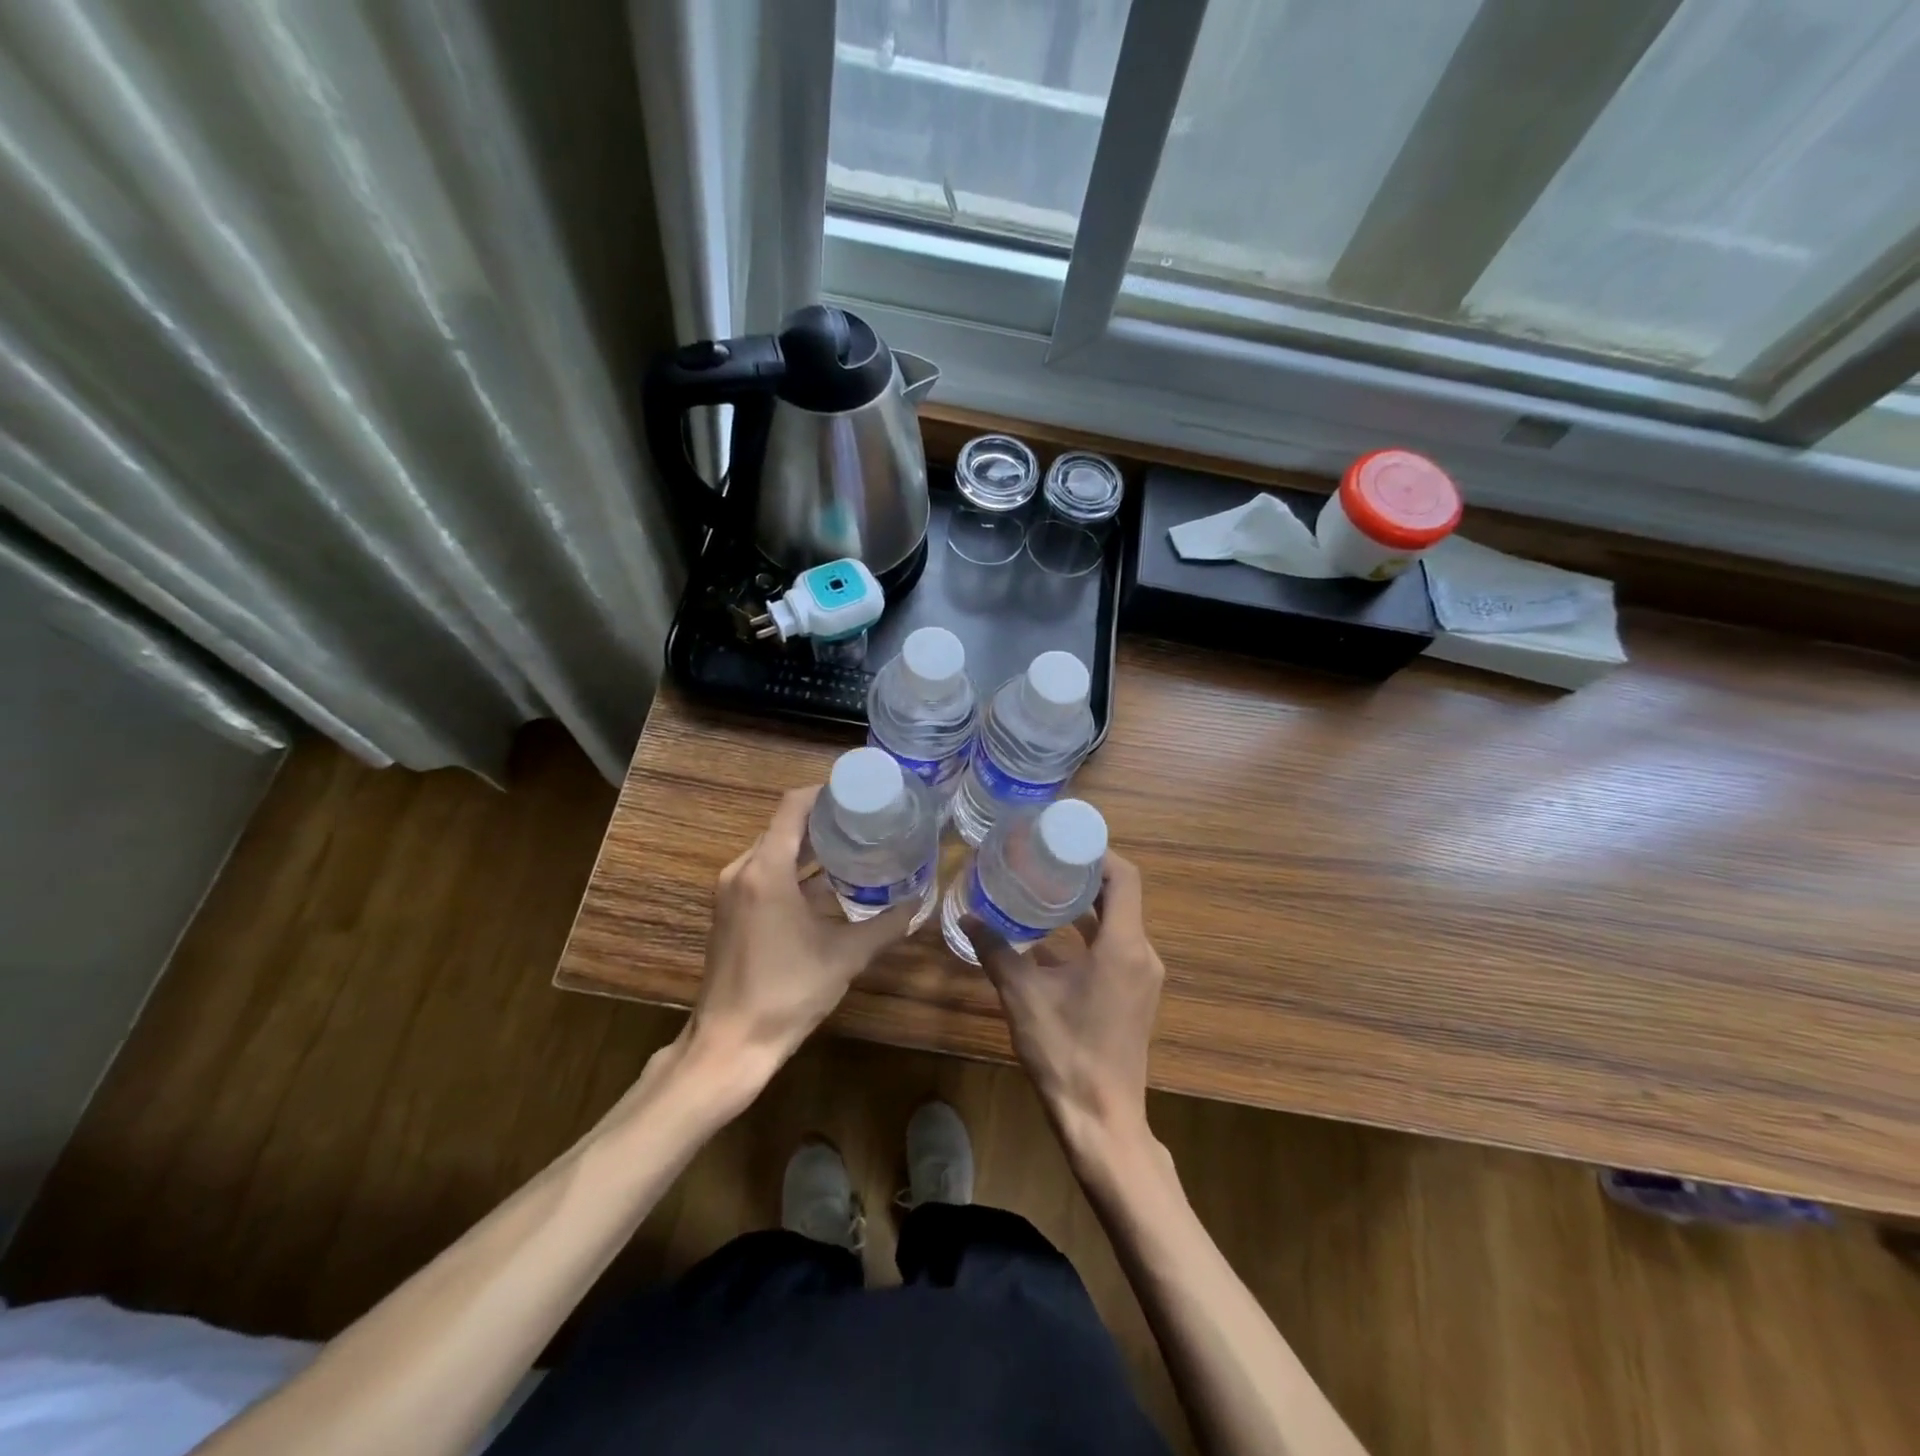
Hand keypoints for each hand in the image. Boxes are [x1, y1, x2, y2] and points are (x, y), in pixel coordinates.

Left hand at [686, 786, 915, 1078]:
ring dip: (809, 847)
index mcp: (765, 870)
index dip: (825, 792)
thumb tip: (919, 902)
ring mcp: (731, 892)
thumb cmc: (787, 992)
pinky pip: (764, 874)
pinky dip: (793, 871)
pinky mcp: (730, 912)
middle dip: (823, 820)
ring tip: (854, 846)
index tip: (859, 792)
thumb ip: (886, 925)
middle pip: (783, 826)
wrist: (730, 1044)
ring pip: (773, 851)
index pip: (792, 806)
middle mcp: (742, 871)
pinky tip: (826, 885)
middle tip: (867, 819)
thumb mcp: (845, 956)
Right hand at [967, 851, 1164, 1154]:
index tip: (1062, 841)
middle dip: (1084, 873)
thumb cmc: (1065, 1052)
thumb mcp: (1022, 996)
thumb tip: (967, 918)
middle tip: (1043, 859)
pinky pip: (1116, 946)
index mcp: (1123, 946)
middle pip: (1120, 895)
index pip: (1124, 877)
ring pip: (1118, 922)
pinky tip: (1052, 936)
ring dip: (1085, 904)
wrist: (1102, 1120)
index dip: (1097, 852)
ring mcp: (1143, 977)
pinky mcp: (1135, 995)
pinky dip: (1089, 932)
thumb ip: (996, 951)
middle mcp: (1141, 954)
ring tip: (1043, 888)